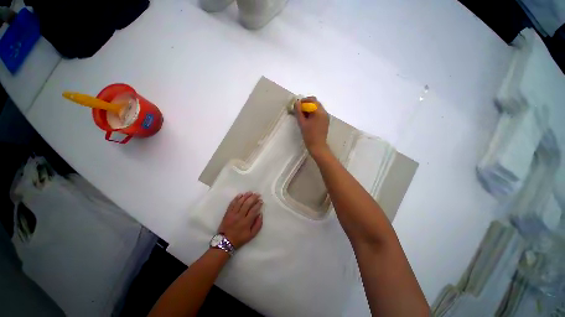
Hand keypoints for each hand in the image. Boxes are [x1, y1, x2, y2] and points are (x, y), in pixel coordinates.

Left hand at [217, 192, 262, 248]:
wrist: (225, 242)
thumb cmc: (240, 238)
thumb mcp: (251, 235)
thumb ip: (258, 225)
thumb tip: (260, 214)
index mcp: (246, 222)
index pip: (253, 210)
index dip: (258, 204)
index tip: (261, 201)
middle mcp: (239, 216)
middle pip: (247, 204)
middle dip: (253, 198)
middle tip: (257, 194)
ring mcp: (232, 214)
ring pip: (240, 202)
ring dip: (245, 196)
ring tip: (250, 192)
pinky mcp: (227, 213)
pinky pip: (232, 204)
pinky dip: (236, 198)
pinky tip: (240, 194)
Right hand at [295, 96, 329, 156]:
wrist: (317, 146)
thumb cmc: (309, 135)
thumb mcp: (302, 123)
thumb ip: (298, 111)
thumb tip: (296, 102)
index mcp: (319, 112)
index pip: (312, 100)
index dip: (303, 101)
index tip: (297, 106)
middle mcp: (324, 112)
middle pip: (315, 103)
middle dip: (306, 104)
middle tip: (299, 110)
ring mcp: (326, 116)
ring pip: (317, 108)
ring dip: (310, 109)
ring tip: (302, 116)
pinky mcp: (325, 121)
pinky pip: (319, 113)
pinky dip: (313, 113)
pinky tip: (308, 119)